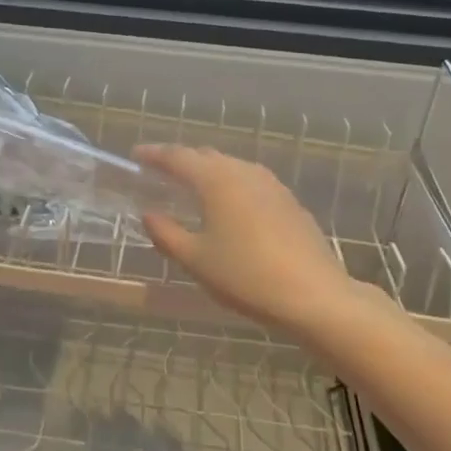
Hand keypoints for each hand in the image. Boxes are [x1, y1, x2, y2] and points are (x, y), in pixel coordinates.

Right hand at [136, 144, 370, 339]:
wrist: (314, 295)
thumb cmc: (246, 276)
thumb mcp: (196, 260)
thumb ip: (167, 234)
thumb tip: (148, 215)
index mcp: (216, 180)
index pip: (177, 157)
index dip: (154, 154)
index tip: (136, 155)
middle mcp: (243, 172)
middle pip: (205, 156)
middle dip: (181, 160)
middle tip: (160, 173)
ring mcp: (271, 184)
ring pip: (231, 166)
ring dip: (208, 171)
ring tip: (192, 187)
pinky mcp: (289, 201)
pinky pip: (250, 181)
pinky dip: (230, 184)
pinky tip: (229, 206)